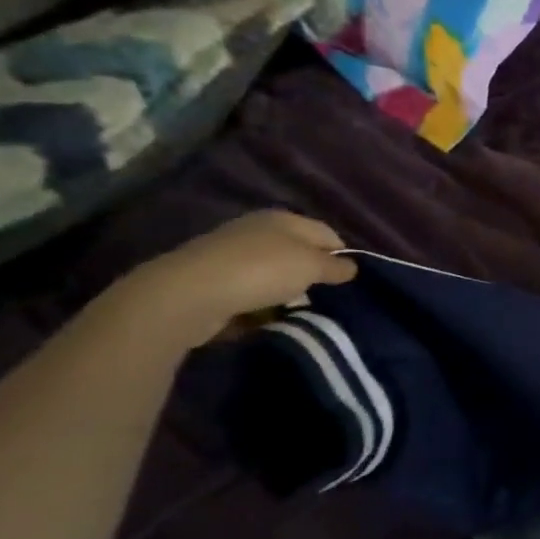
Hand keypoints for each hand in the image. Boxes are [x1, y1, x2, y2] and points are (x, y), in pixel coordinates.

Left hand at [111, 211, 359, 347]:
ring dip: (286, 293)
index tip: (348, 282)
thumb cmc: (261, 271)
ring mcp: (231, 256)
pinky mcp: (212, 281)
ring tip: (296, 313)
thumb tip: (352, 267)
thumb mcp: (311, 266)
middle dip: (313, 276)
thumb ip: (336, 267)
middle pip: (299, 253)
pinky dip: (260, 305)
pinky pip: (249, 293)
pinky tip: (265, 319)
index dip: (341, 256)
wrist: (187, 295)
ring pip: (274, 274)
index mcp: (283, 219)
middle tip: (325, 299)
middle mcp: (257, 231)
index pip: (327, 233)